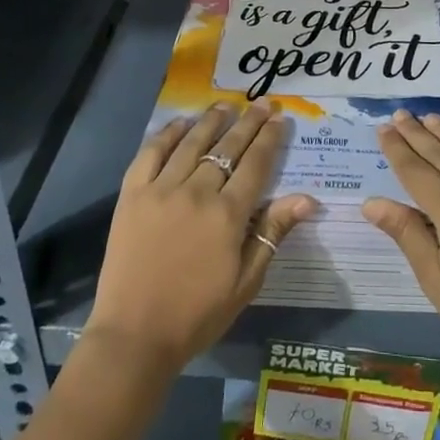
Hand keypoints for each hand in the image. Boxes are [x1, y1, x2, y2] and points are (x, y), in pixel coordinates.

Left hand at [85, 100, 316, 375]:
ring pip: (192, 143)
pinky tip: (180, 123)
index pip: (256, 164)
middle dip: (248, 122)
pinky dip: (167, 134)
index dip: (270, 139)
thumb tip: (307, 198)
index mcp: (227, 215)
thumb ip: (272, 233)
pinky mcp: (132, 195)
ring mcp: (161, 190)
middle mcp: (197, 193)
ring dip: (212, 120)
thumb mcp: (246, 282)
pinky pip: (150, 153)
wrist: (134, 336)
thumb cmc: (197, 314)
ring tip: (226, 104)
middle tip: (262, 102)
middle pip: (228, 147)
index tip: (280, 119)